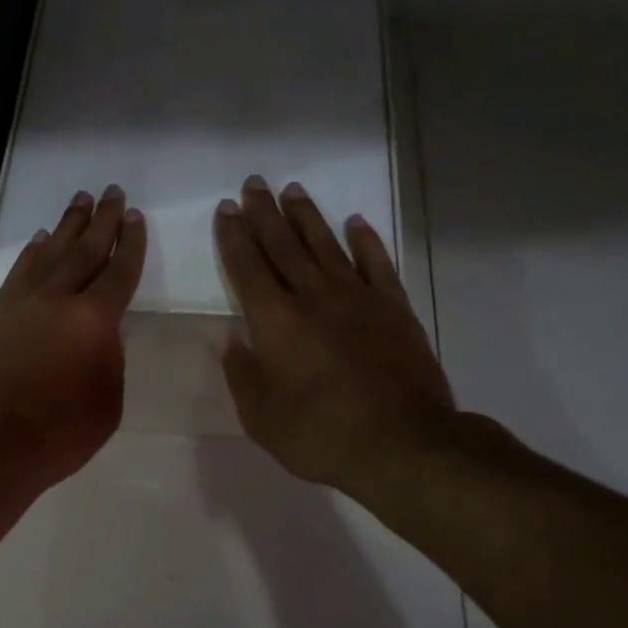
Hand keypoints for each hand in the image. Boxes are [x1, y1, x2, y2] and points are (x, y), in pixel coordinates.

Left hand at [0, 185, 145, 489]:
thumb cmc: (59, 433)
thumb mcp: (107, 402)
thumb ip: (109, 361)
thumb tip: (99, 338)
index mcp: (94, 320)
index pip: (118, 273)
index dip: (130, 245)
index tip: (135, 217)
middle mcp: (58, 300)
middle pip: (84, 251)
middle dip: (102, 221)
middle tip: (113, 192)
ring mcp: (23, 305)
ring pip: (50, 254)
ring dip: (67, 226)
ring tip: (80, 201)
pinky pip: (20, 273)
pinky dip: (33, 253)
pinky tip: (40, 242)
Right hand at [214, 176, 458, 496]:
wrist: (402, 444)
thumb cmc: (320, 436)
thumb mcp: (261, 417)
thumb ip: (243, 375)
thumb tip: (233, 340)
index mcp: (275, 322)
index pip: (247, 268)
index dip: (233, 238)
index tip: (226, 210)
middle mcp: (313, 298)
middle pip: (283, 246)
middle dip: (264, 214)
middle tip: (253, 184)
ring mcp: (358, 299)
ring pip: (326, 245)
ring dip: (307, 217)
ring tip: (293, 190)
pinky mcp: (394, 309)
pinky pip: (377, 264)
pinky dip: (366, 241)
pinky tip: (356, 222)